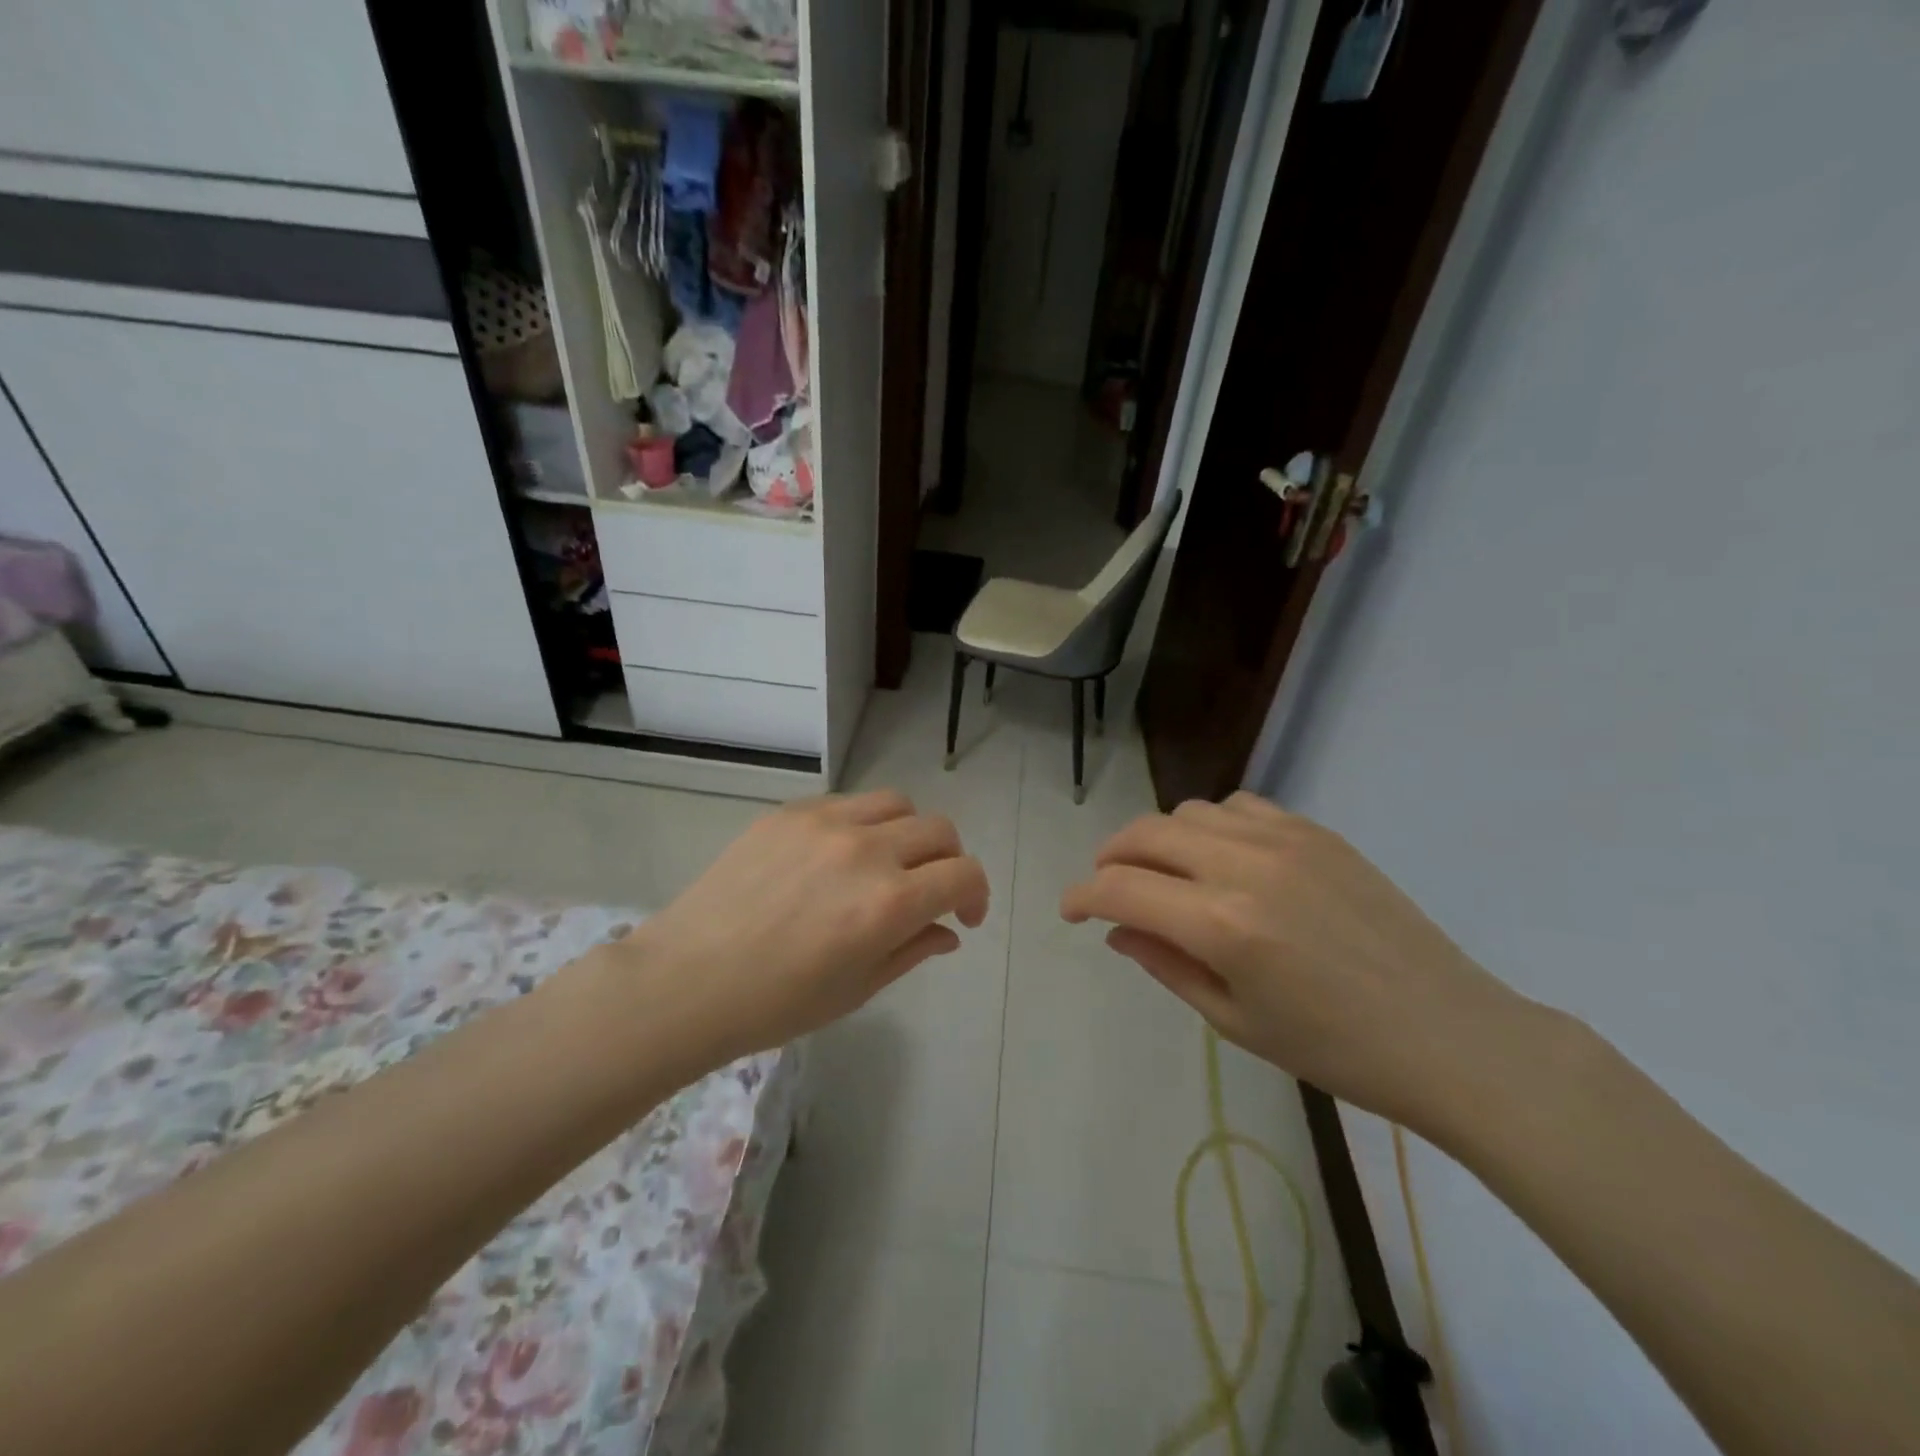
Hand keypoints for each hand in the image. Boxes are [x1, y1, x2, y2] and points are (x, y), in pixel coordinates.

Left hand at [608, 791, 989, 1066]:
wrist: (686, 980)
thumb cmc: (776, 1003)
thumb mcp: (857, 989)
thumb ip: (913, 950)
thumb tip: (948, 930)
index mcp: (889, 903)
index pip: (964, 874)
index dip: (977, 895)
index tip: (964, 916)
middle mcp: (866, 850)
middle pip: (939, 830)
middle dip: (949, 862)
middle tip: (929, 891)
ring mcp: (825, 823)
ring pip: (898, 804)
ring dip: (909, 832)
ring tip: (888, 863)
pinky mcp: (790, 812)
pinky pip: (847, 803)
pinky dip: (862, 824)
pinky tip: (836, 856)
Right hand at [1060, 792, 1550, 1137]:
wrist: (1450, 1034)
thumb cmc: (1336, 1050)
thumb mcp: (1235, 1021)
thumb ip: (1166, 964)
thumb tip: (1118, 928)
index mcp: (1222, 925)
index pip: (1121, 888)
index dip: (1082, 895)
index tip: (1070, 910)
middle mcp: (1245, 866)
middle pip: (1145, 834)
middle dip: (1110, 857)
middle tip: (1106, 887)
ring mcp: (1285, 839)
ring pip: (1188, 811)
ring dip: (1159, 839)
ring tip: (1164, 874)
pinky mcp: (1316, 832)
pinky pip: (1239, 806)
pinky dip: (1210, 825)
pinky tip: (1221, 858)